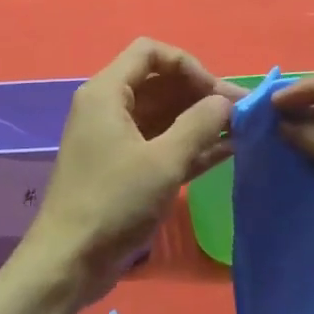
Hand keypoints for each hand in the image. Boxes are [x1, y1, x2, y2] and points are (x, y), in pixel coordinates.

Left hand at [17, 39, 240, 303]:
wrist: (69, 261)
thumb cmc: (113, 202)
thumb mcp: (163, 161)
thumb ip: (199, 124)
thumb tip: (226, 101)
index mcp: (107, 92)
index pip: (150, 52)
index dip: (187, 65)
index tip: (215, 92)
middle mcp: (108, 106)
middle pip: (159, 82)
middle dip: (200, 93)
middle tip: (243, 113)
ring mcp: (115, 137)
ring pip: (164, 113)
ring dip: (200, 119)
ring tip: (243, 130)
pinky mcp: (124, 166)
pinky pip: (161, 142)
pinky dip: (190, 143)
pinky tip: (227, 151)